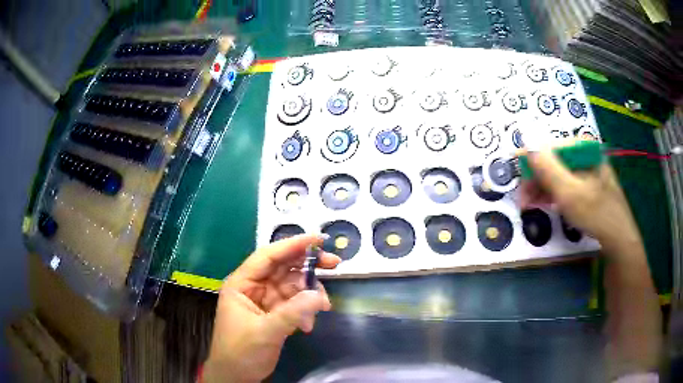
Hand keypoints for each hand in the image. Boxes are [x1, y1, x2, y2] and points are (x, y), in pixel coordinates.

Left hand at [203, 234, 340, 382]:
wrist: (236, 376)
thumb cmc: (241, 352)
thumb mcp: (265, 332)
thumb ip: (292, 313)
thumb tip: (320, 295)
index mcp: (242, 283)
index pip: (268, 256)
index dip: (292, 245)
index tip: (318, 240)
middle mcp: (254, 287)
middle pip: (284, 268)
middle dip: (308, 266)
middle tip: (335, 264)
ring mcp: (266, 301)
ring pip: (293, 286)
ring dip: (310, 294)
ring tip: (324, 307)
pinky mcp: (275, 314)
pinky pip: (296, 304)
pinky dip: (306, 311)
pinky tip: (308, 326)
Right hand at [518, 147, 642, 254]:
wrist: (618, 240)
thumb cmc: (596, 214)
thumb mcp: (569, 192)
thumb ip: (548, 167)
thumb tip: (526, 141)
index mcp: (583, 149)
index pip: (550, 147)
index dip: (531, 159)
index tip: (515, 173)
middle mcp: (585, 155)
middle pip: (553, 161)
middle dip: (536, 179)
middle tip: (522, 200)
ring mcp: (588, 171)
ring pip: (559, 174)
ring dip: (542, 188)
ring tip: (529, 205)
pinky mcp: (589, 185)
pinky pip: (567, 184)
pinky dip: (554, 194)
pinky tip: (546, 204)